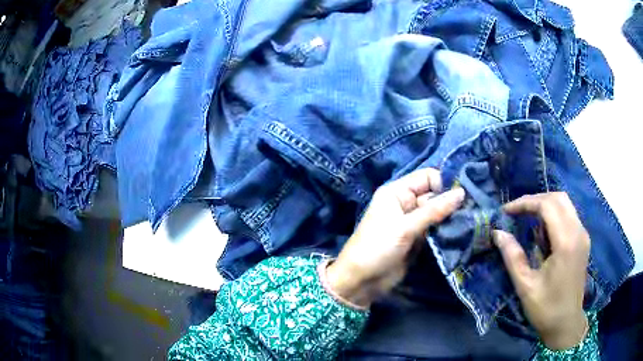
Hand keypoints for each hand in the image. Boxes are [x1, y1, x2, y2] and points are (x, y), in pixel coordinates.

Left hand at [326, 168, 464, 307]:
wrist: (362, 280)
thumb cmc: (378, 247)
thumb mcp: (405, 227)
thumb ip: (434, 210)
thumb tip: (461, 192)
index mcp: (397, 192)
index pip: (427, 177)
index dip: (442, 185)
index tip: (458, 199)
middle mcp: (406, 203)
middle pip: (435, 195)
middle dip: (450, 204)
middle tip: (468, 213)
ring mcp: (413, 222)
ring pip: (438, 213)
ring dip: (450, 219)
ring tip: (466, 225)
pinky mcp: (418, 239)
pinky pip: (435, 229)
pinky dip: (445, 232)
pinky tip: (459, 235)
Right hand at [493, 192, 589, 349]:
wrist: (567, 323)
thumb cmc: (546, 308)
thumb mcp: (525, 286)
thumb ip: (513, 257)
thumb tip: (497, 233)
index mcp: (566, 243)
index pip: (547, 205)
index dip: (525, 203)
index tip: (506, 211)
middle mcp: (578, 232)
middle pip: (558, 198)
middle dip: (535, 200)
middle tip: (516, 212)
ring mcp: (583, 234)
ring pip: (565, 203)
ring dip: (545, 205)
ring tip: (526, 218)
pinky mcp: (583, 240)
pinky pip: (569, 215)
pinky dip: (553, 214)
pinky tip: (542, 230)